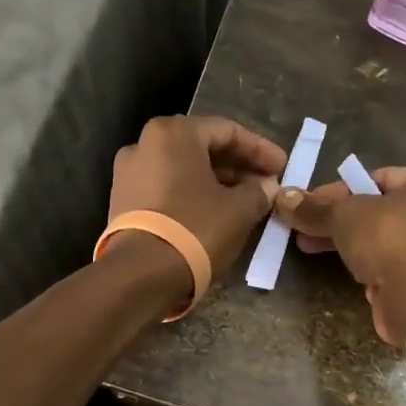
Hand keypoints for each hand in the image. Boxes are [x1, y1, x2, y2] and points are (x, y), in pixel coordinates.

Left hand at [106, 115, 287, 277]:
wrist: (141, 274)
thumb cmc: (196, 229)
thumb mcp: (239, 210)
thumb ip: (258, 191)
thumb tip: (267, 186)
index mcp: (173, 133)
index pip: (227, 131)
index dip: (260, 149)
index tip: (282, 167)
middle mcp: (144, 144)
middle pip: (201, 147)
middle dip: (236, 165)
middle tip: (264, 183)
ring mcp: (128, 174)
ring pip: (182, 169)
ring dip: (215, 181)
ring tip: (243, 200)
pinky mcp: (122, 202)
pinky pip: (165, 188)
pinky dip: (191, 195)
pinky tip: (213, 212)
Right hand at [274, 164, 405, 344]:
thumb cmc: (394, 239)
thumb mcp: (347, 215)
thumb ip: (315, 208)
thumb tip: (282, 197)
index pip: (379, 177)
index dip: (338, 191)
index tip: (306, 204)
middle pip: (380, 209)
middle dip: (337, 219)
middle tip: (301, 228)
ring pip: (384, 239)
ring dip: (347, 243)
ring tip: (306, 247)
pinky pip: (391, 265)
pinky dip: (366, 266)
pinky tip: (338, 269)